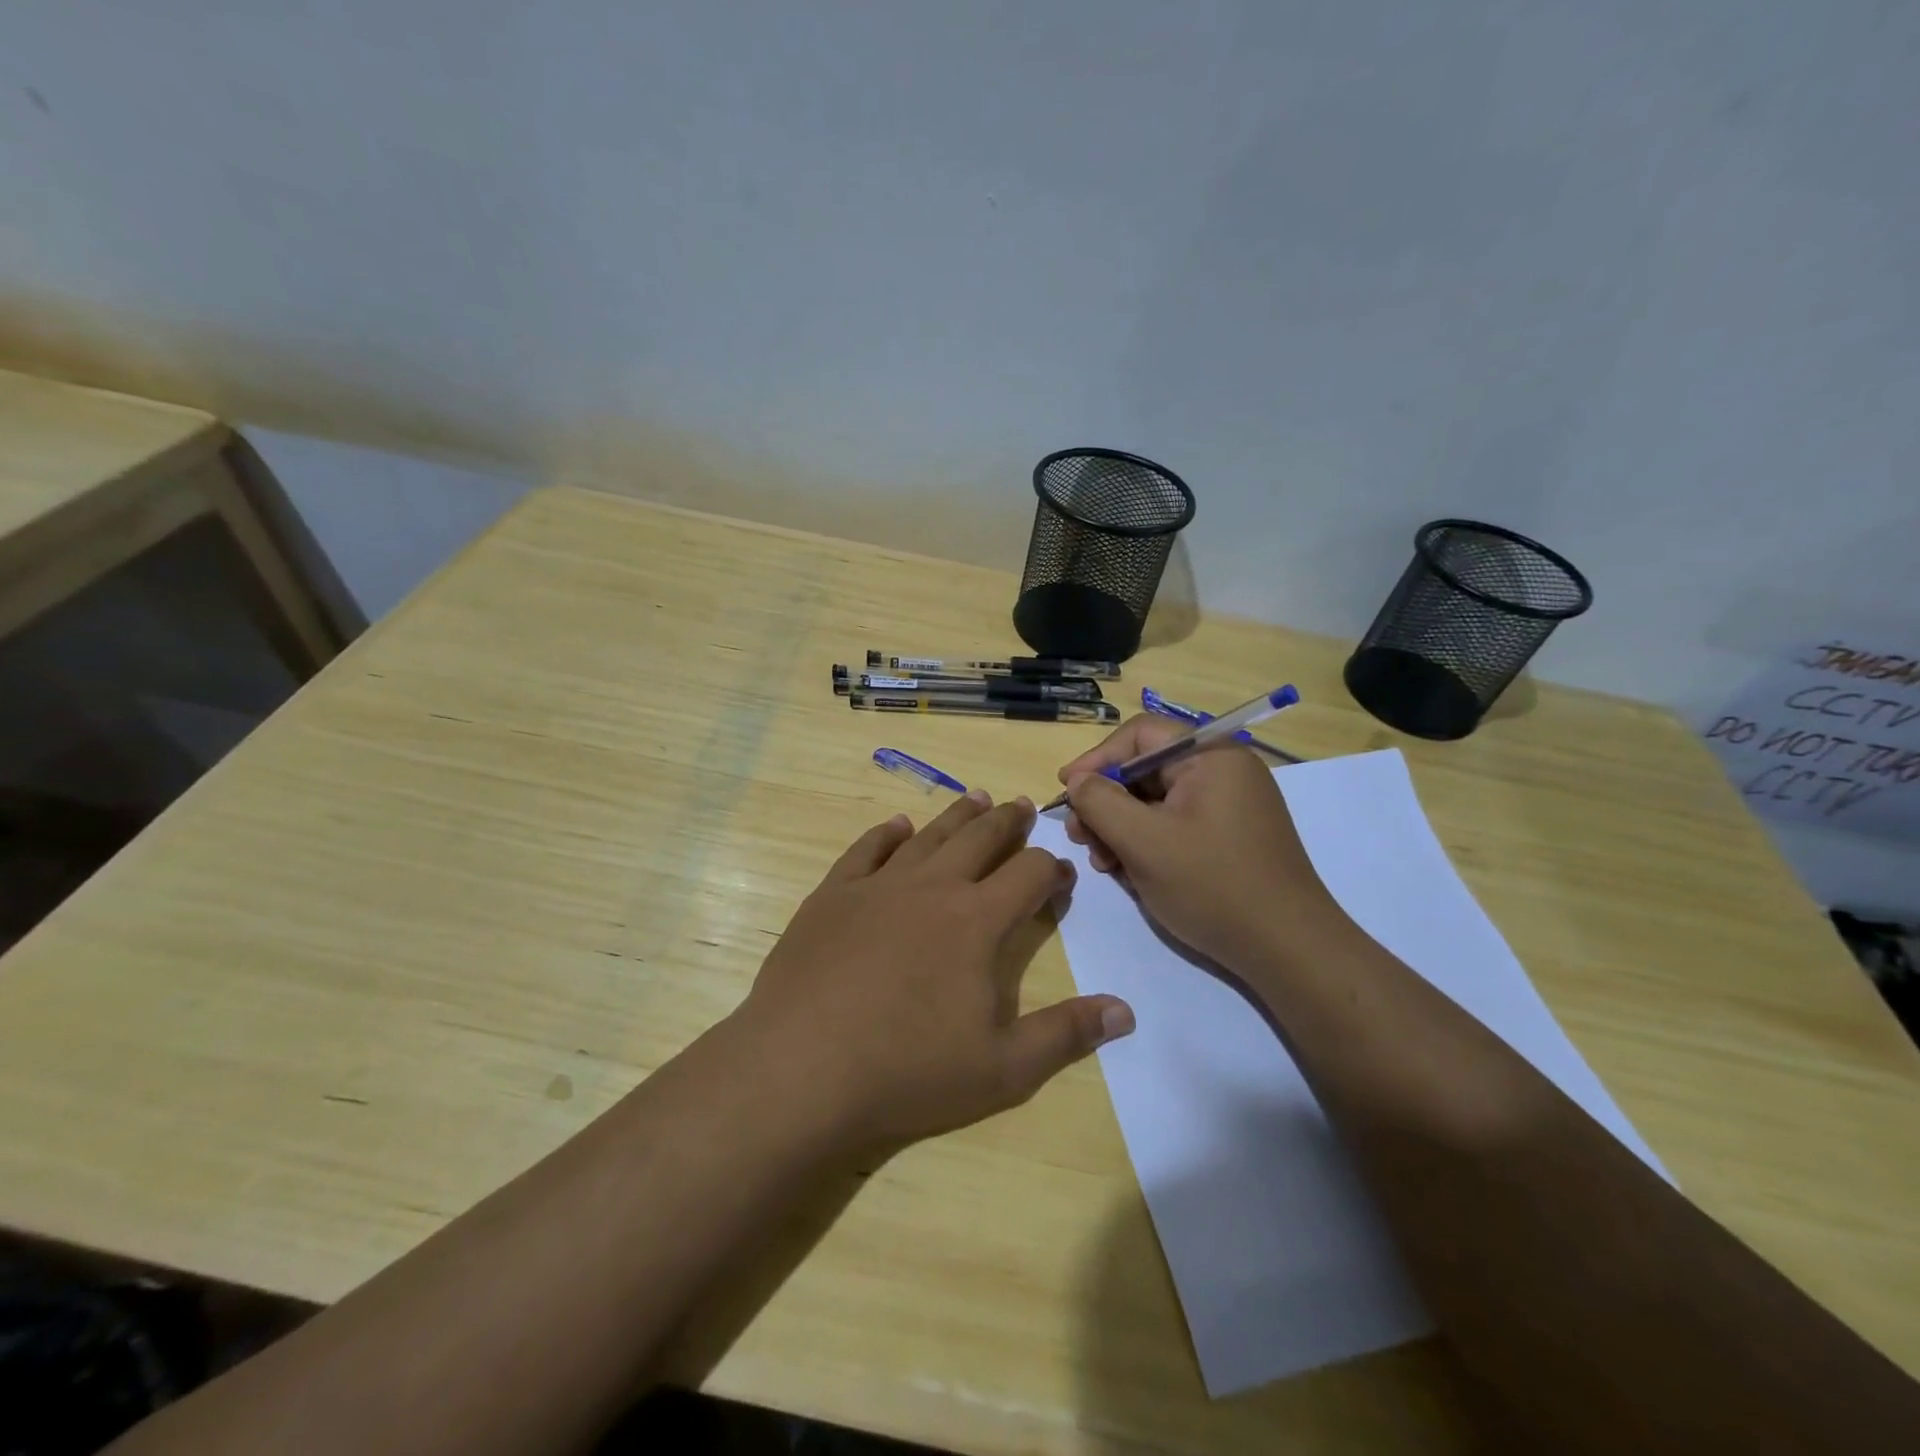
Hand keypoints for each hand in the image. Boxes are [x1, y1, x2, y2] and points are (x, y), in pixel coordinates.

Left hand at [733, 791, 1134, 1151]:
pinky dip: (887, 834)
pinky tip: (898, 827)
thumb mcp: (1002, 1069)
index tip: (1061, 870)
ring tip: (977, 798)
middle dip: (1008, 822)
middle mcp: (932, 887)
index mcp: (977, 921)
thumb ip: (1066, 1035)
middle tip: (1022, 806)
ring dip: (957, 816)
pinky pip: (867, 849)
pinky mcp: (833, 895)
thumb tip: (1125, 1011)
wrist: (801, 1068)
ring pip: (929, 835)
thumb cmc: (908, 1071)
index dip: (1051, 868)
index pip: (1029, 875)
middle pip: (980, 838)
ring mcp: (878, 885)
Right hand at [1058, 715, 1346, 973]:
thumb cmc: (1213, 886)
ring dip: (1120, 826)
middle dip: (1106, 800)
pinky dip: (1146, 841)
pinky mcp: (1228, 836)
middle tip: (1079, 836)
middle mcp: (1223, 771)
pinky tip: (1127, 871)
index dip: (1097, 758)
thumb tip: (1078, 781)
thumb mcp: (1144, 842)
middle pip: (1146, 769)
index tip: (1066, 790)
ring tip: (1102, 862)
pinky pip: (1175, 823)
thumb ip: (1101, 802)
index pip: (1141, 735)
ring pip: (1156, 800)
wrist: (1287, 949)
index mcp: (1210, 756)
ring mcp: (1228, 805)